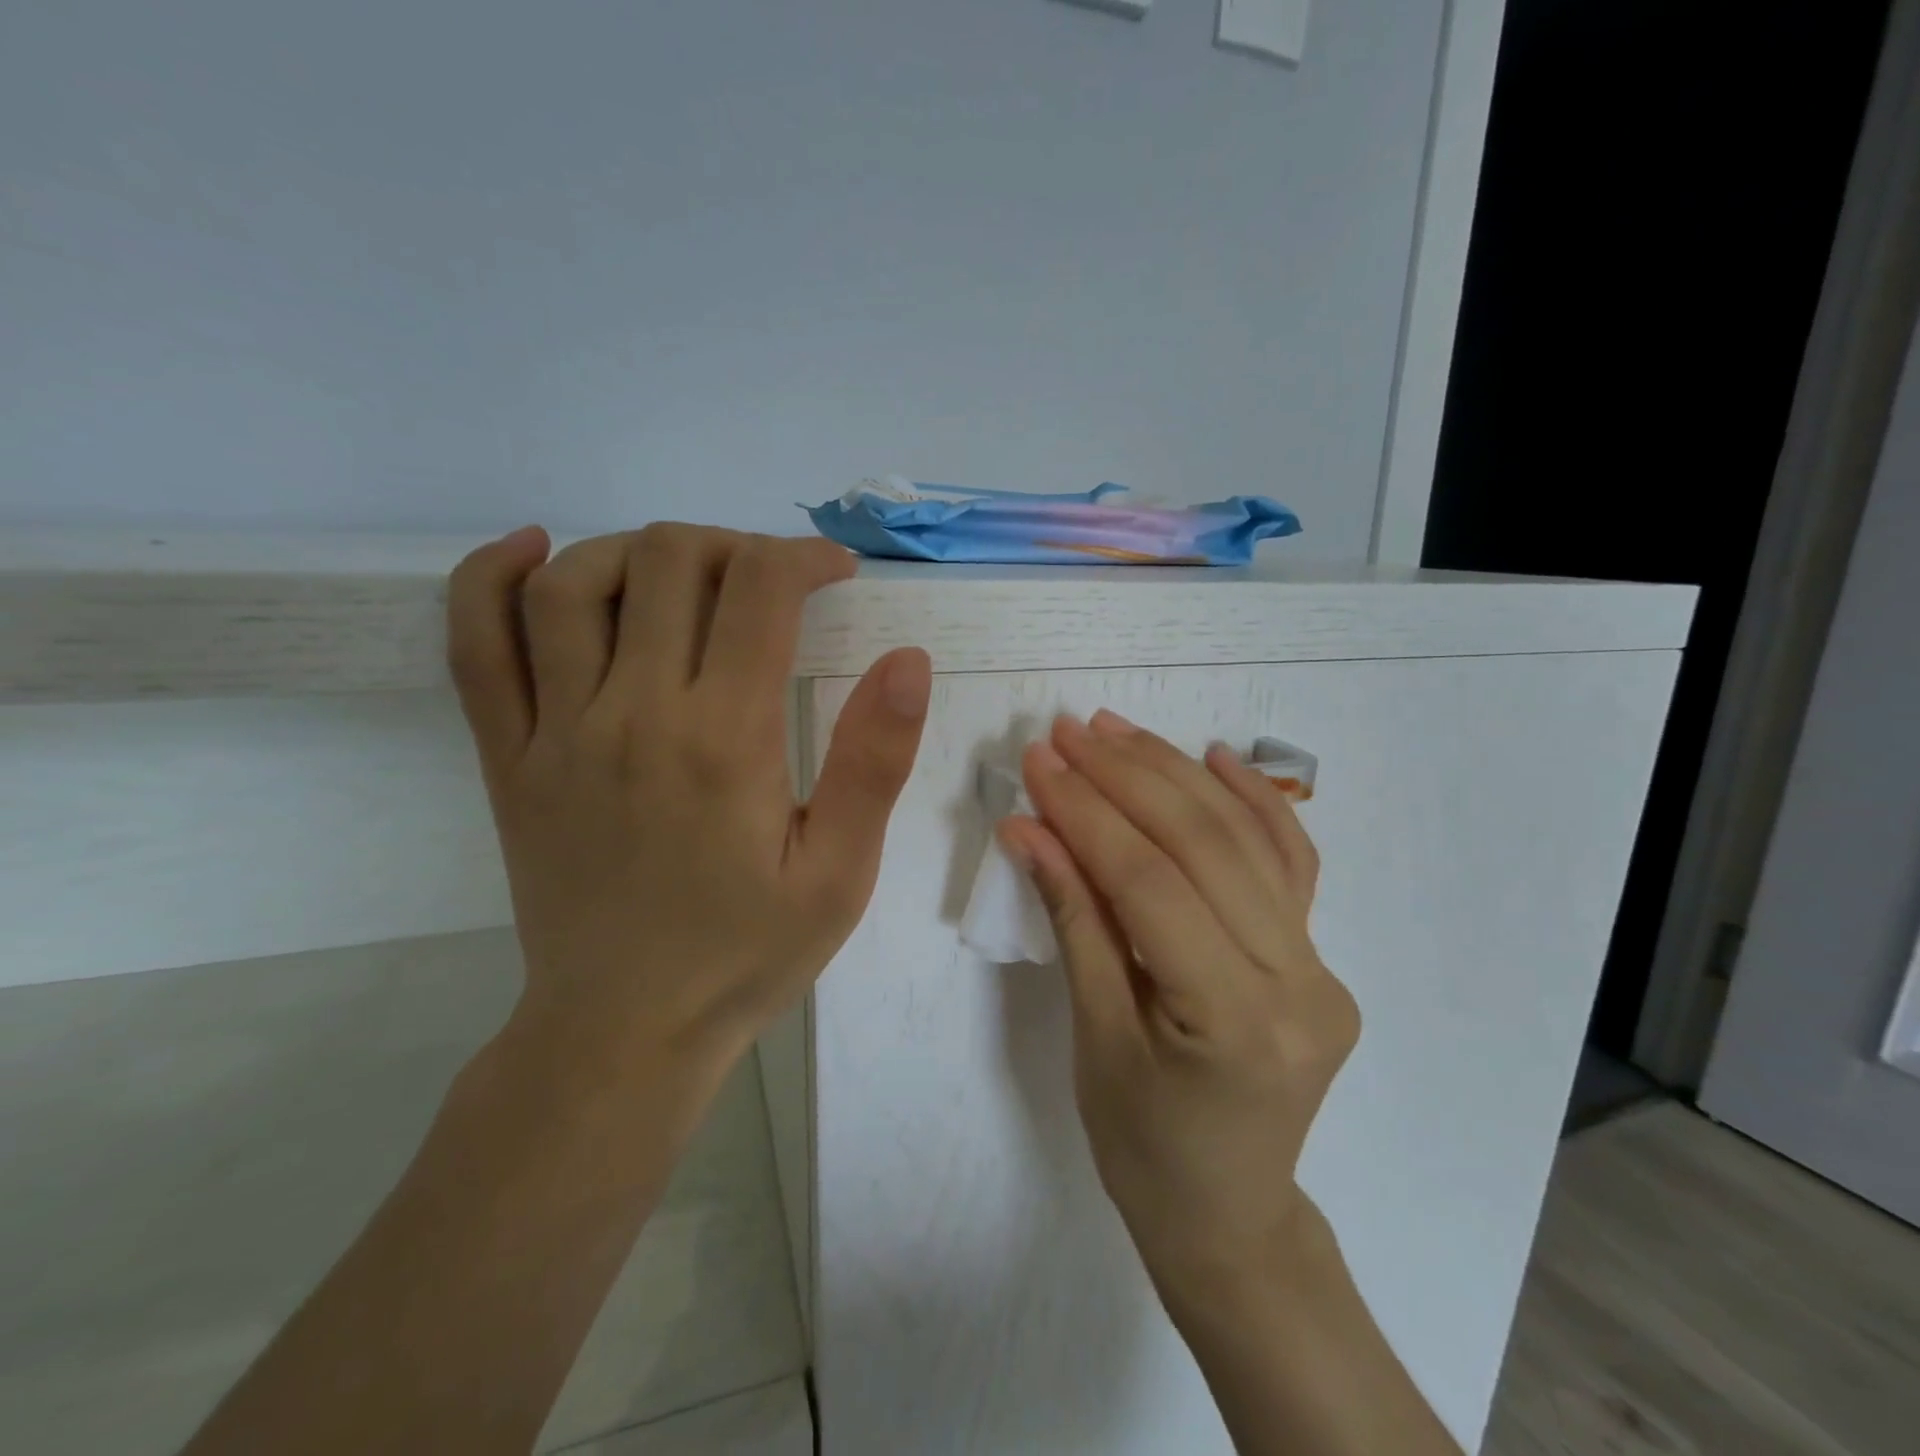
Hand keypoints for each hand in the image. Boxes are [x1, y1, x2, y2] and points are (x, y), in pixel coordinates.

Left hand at [447, 524, 930, 1093]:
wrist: (624, 1032)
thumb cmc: (746, 955)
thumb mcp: (840, 873)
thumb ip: (875, 761)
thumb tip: (907, 661)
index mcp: (724, 740)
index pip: (759, 590)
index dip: (804, 557)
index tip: (835, 573)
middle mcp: (632, 714)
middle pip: (668, 561)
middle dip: (733, 547)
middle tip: (770, 582)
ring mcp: (555, 732)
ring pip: (573, 582)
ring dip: (638, 549)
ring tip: (685, 573)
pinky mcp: (506, 757)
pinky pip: (476, 644)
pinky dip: (492, 577)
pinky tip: (536, 551)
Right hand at [997, 709, 1359, 1302]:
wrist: (1228, 1213)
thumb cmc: (1143, 1146)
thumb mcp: (1093, 1036)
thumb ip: (1073, 919)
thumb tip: (1029, 829)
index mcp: (1234, 1022)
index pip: (1150, 885)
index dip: (1087, 814)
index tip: (1039, 762)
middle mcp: (1298, 984)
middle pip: (1204, 847)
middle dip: (1127, 778)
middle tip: (1068, 731)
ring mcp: (1321, 966)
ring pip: (1247, 840)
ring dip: (1176, 773)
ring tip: (1117, 730)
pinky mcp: (1320, 955)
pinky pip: (1290, 861)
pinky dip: (1253, 800)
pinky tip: (1215, 755)